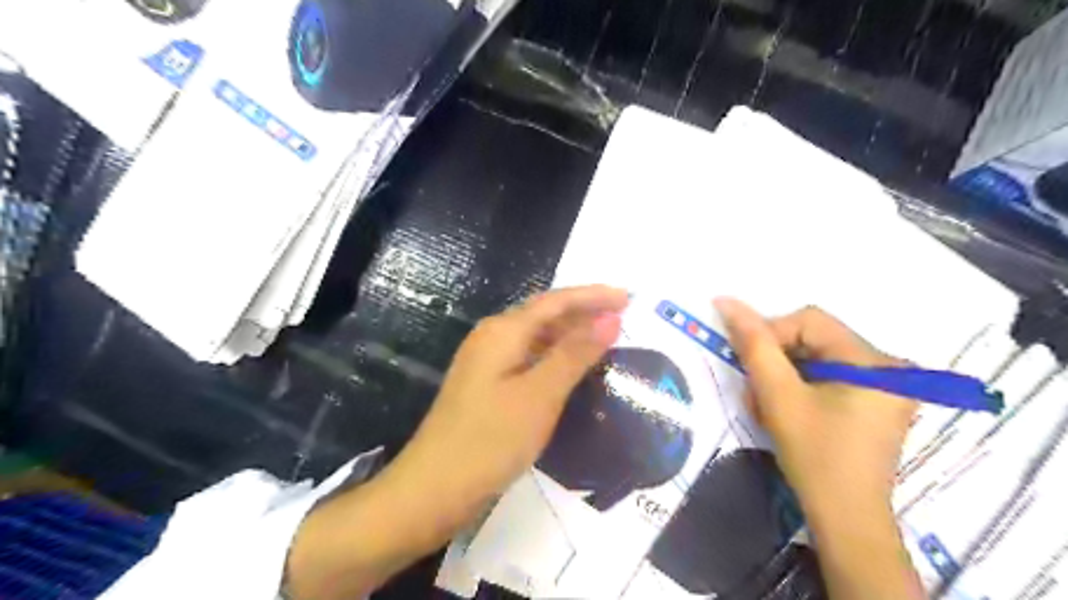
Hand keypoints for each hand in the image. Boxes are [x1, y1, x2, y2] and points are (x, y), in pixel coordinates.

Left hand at [392, 286, 626, 534]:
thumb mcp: (540, 394)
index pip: (556, 301)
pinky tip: (572, 368)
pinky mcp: (487, 384)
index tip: (629, 297)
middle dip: (584, 312)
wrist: (433, 488)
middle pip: (545, 314)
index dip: (593, 296)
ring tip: (606, 339)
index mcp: (503, 330)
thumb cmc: (490, 439)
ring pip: (537, 337)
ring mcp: (487, 362)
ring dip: (570, 335)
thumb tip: (610, 318)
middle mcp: (493, 337)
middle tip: (624, 316)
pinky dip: (555, 357)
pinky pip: (529, 358)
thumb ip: (575, 353)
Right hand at [712, 298, 921, 599]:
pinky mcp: (874, 401)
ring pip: (816, 357)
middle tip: (755, 390)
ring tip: (766, 405)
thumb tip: (726, 301)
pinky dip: (799, 387)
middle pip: (814, 338)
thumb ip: (753, 344)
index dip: (770, 334)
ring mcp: (884, 386)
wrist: (845, 518)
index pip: (809, 320)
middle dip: (776, 360)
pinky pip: (827, 376)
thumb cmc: (814, 455)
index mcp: (874, 361)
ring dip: (783, 375)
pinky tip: (785, 409)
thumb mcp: (778, 396)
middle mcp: (888, 366)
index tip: (749, 366)